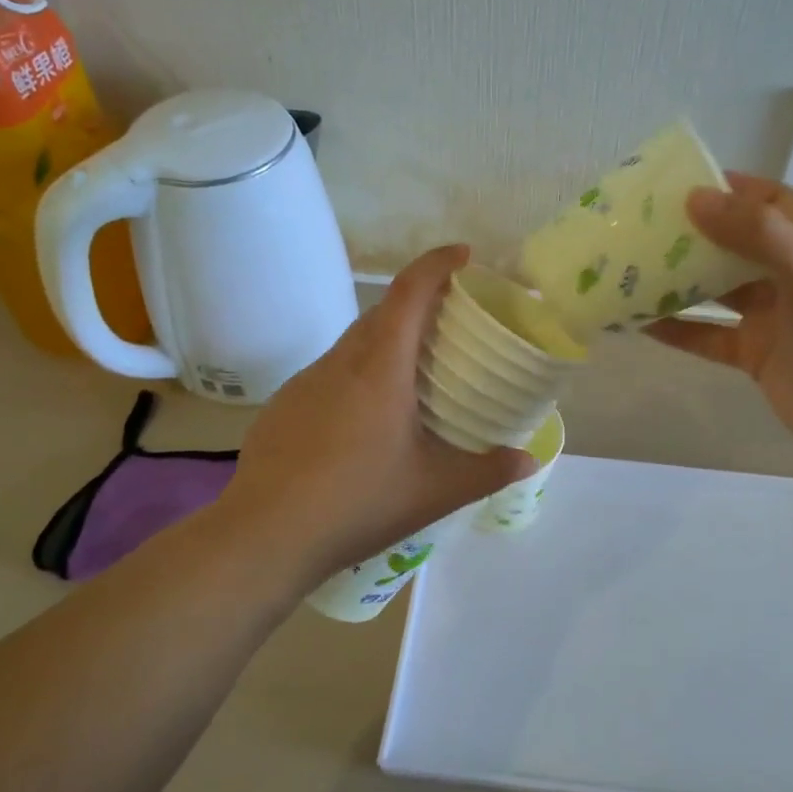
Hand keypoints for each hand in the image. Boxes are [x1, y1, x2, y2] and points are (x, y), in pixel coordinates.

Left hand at [220, 246, 534, 589]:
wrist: (264, 536)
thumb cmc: (358, 504)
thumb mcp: (435, 491)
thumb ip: (488, 471)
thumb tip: (528, 460)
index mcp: (380, 368)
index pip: (409, 292)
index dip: (438, 264)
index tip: (464, 255)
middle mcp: (341, 362)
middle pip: (382, 312)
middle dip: (418, 301)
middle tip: (451, 320)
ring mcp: (306, 382)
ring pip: (354, 342)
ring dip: (387, 339)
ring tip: (414, 371)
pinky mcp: (285, 404)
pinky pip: (331, 372)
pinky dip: (358, 372)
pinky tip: (366, 418)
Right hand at [645, 174, 792, 469]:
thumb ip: (759, 235)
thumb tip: (697, 198)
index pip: (772, 203)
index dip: (734, 188)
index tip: (685, 182)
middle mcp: (789, 277)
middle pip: (736, 244)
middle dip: (696, 233)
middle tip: (646, 226)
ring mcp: (770, 318)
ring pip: (717, 290)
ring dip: (680, 280)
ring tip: (633, 269)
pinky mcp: (753, 354)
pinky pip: (708, 335)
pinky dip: (678, 328)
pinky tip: (640, 323)